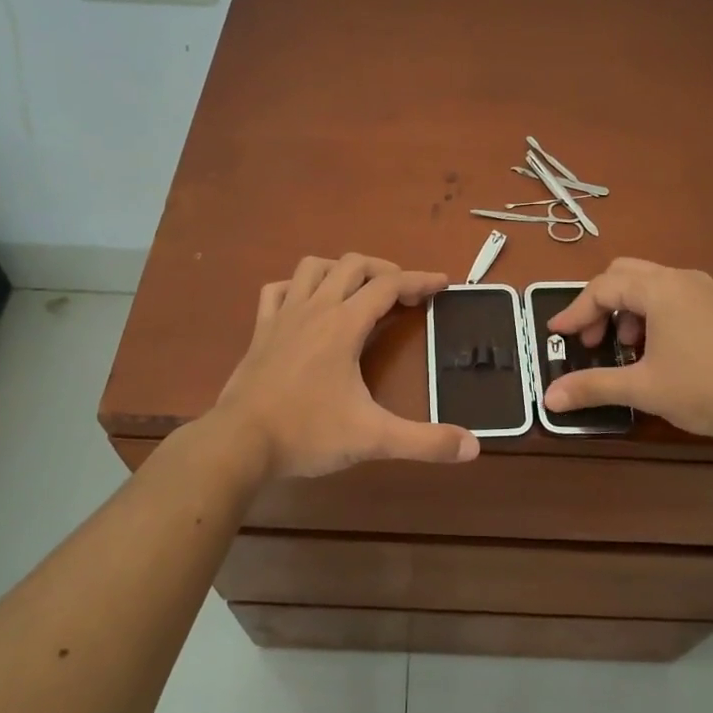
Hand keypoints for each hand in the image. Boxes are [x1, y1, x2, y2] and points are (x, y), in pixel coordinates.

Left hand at [211, 254, 481, 478]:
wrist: (238, 443)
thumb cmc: (307, 433)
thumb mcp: (373, 439)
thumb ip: (425, 442)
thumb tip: (473, 448)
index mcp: (344, 324)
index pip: (389, 286)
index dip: (419, 280)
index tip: (443, 284)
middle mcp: (314, 309)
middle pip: (353, 265)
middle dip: (384, 270)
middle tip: (404, 293)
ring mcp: (283, 316)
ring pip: (312, 268)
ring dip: (341, 270)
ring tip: (358, 291)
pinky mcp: (260, 331)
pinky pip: (277, 290)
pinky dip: (297, 287)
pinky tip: (306, 304)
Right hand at [543, 258, 712, 445]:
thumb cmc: (706, 389)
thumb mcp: (643, 388)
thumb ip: (593, 387)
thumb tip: (549, 397)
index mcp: (660, 289)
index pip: (603, 287)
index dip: (575, 311)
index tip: (557, 335)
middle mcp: (682, 278)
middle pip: (625, 274)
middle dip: (600, 304)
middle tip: (592, 340)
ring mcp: (705, 291)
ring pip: (650, 284)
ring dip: (626, 309)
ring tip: (625, 349)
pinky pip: (672, 296)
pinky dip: (650, 314)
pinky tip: (656, 351)